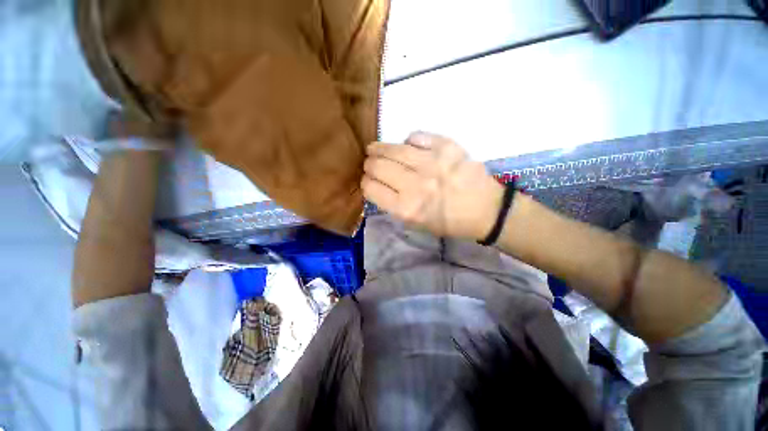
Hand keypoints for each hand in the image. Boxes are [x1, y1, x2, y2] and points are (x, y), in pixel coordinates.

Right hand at [362, 132, 503, 239]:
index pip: (371, 189)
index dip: (366, 183)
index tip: (368, 181)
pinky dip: (408, 140)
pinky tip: (408, 146)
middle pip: (377, 166)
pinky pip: (416, 136)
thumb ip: (393, 205)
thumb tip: (377, 184)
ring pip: (392, 149)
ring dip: (378, 148)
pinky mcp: (446, 147)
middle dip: (369, 165)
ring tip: (375, 149)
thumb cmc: (448, 222)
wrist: (484, 210)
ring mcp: (431, 163)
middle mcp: (415, 185)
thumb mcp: (416, 224)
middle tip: (371, 165)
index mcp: (406, 209)